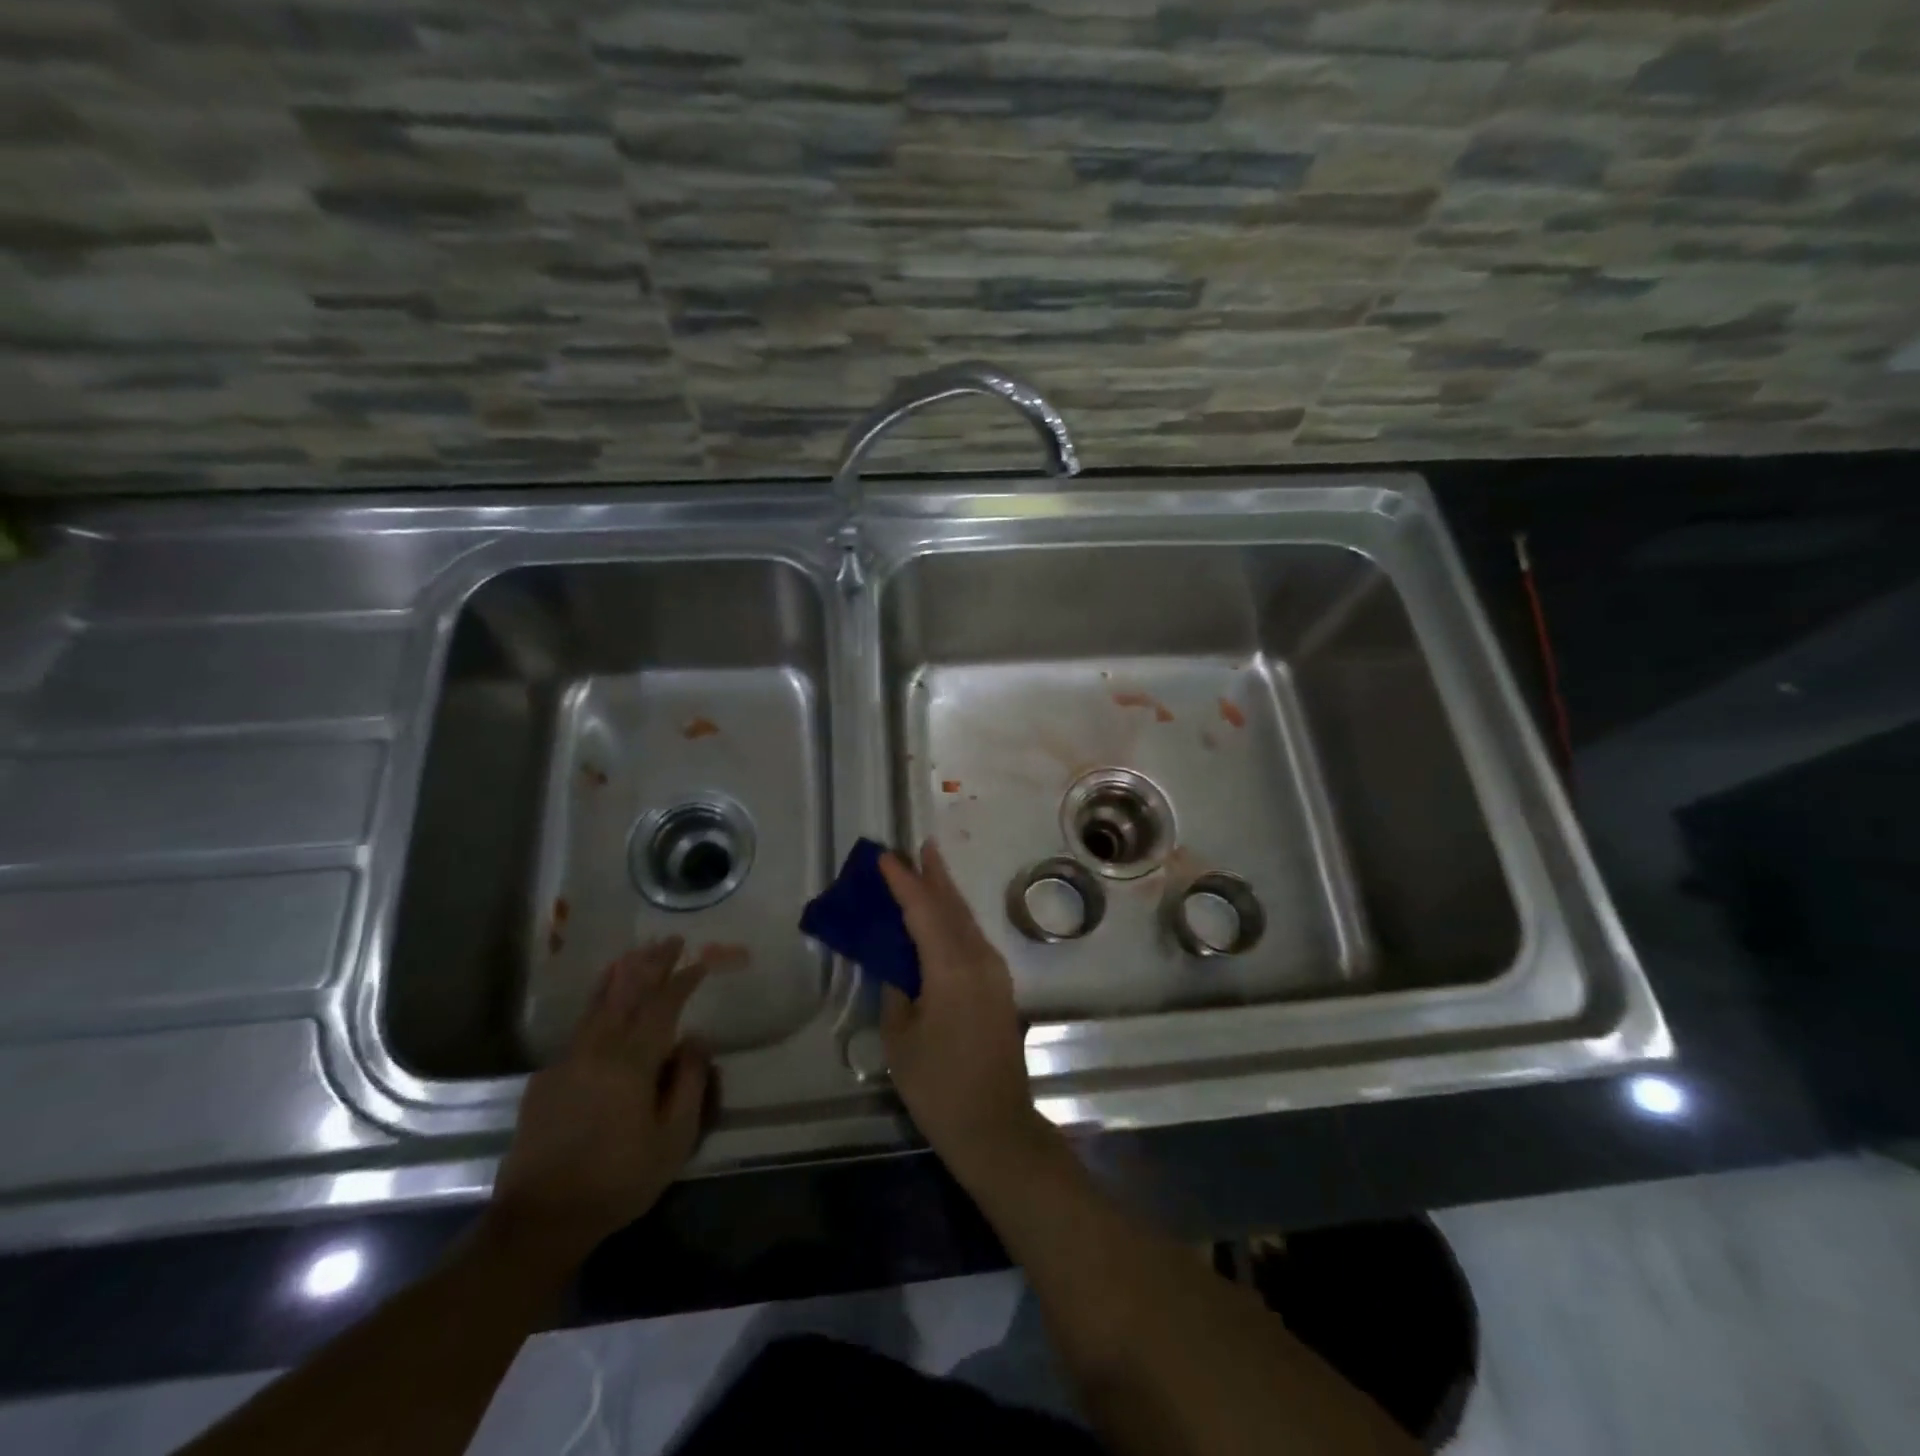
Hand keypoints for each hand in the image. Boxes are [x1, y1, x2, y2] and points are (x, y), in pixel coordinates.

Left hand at [483, 938, 710, 1278]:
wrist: (539, 1219)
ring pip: (596, 1006)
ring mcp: (566, 1063)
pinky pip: (578, 1029)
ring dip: (619, 976)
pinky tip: (601, 1006)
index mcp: (631, 1062)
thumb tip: (696, 1040)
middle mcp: (597, 1050)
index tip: (700, 960)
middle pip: (626, 994)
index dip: (682, 979)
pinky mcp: (546, 1080)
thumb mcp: (673, 1140)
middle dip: (650, 964)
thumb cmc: (617, 1180)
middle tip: (669, 940)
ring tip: (633, 954)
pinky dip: (595, 1005)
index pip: (662, 1006)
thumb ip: (688, 1084)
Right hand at [879, 841, 1055, 1183]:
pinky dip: (955, 921)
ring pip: (967, 921)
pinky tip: (943, 919)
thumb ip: (898, 991)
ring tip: (929, 870)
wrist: (995, 1127)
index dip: (903, 881)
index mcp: (951, 968)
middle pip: (953, 906)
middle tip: (919, 847)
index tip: (884, 857)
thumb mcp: (901, 1039)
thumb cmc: (939, 1086)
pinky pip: (973, 940)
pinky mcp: (1000, 988)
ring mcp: (995, 973)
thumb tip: (899, 966)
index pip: (924, 910)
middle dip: (935, 875)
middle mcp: (979, 960)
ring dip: (947, 895)